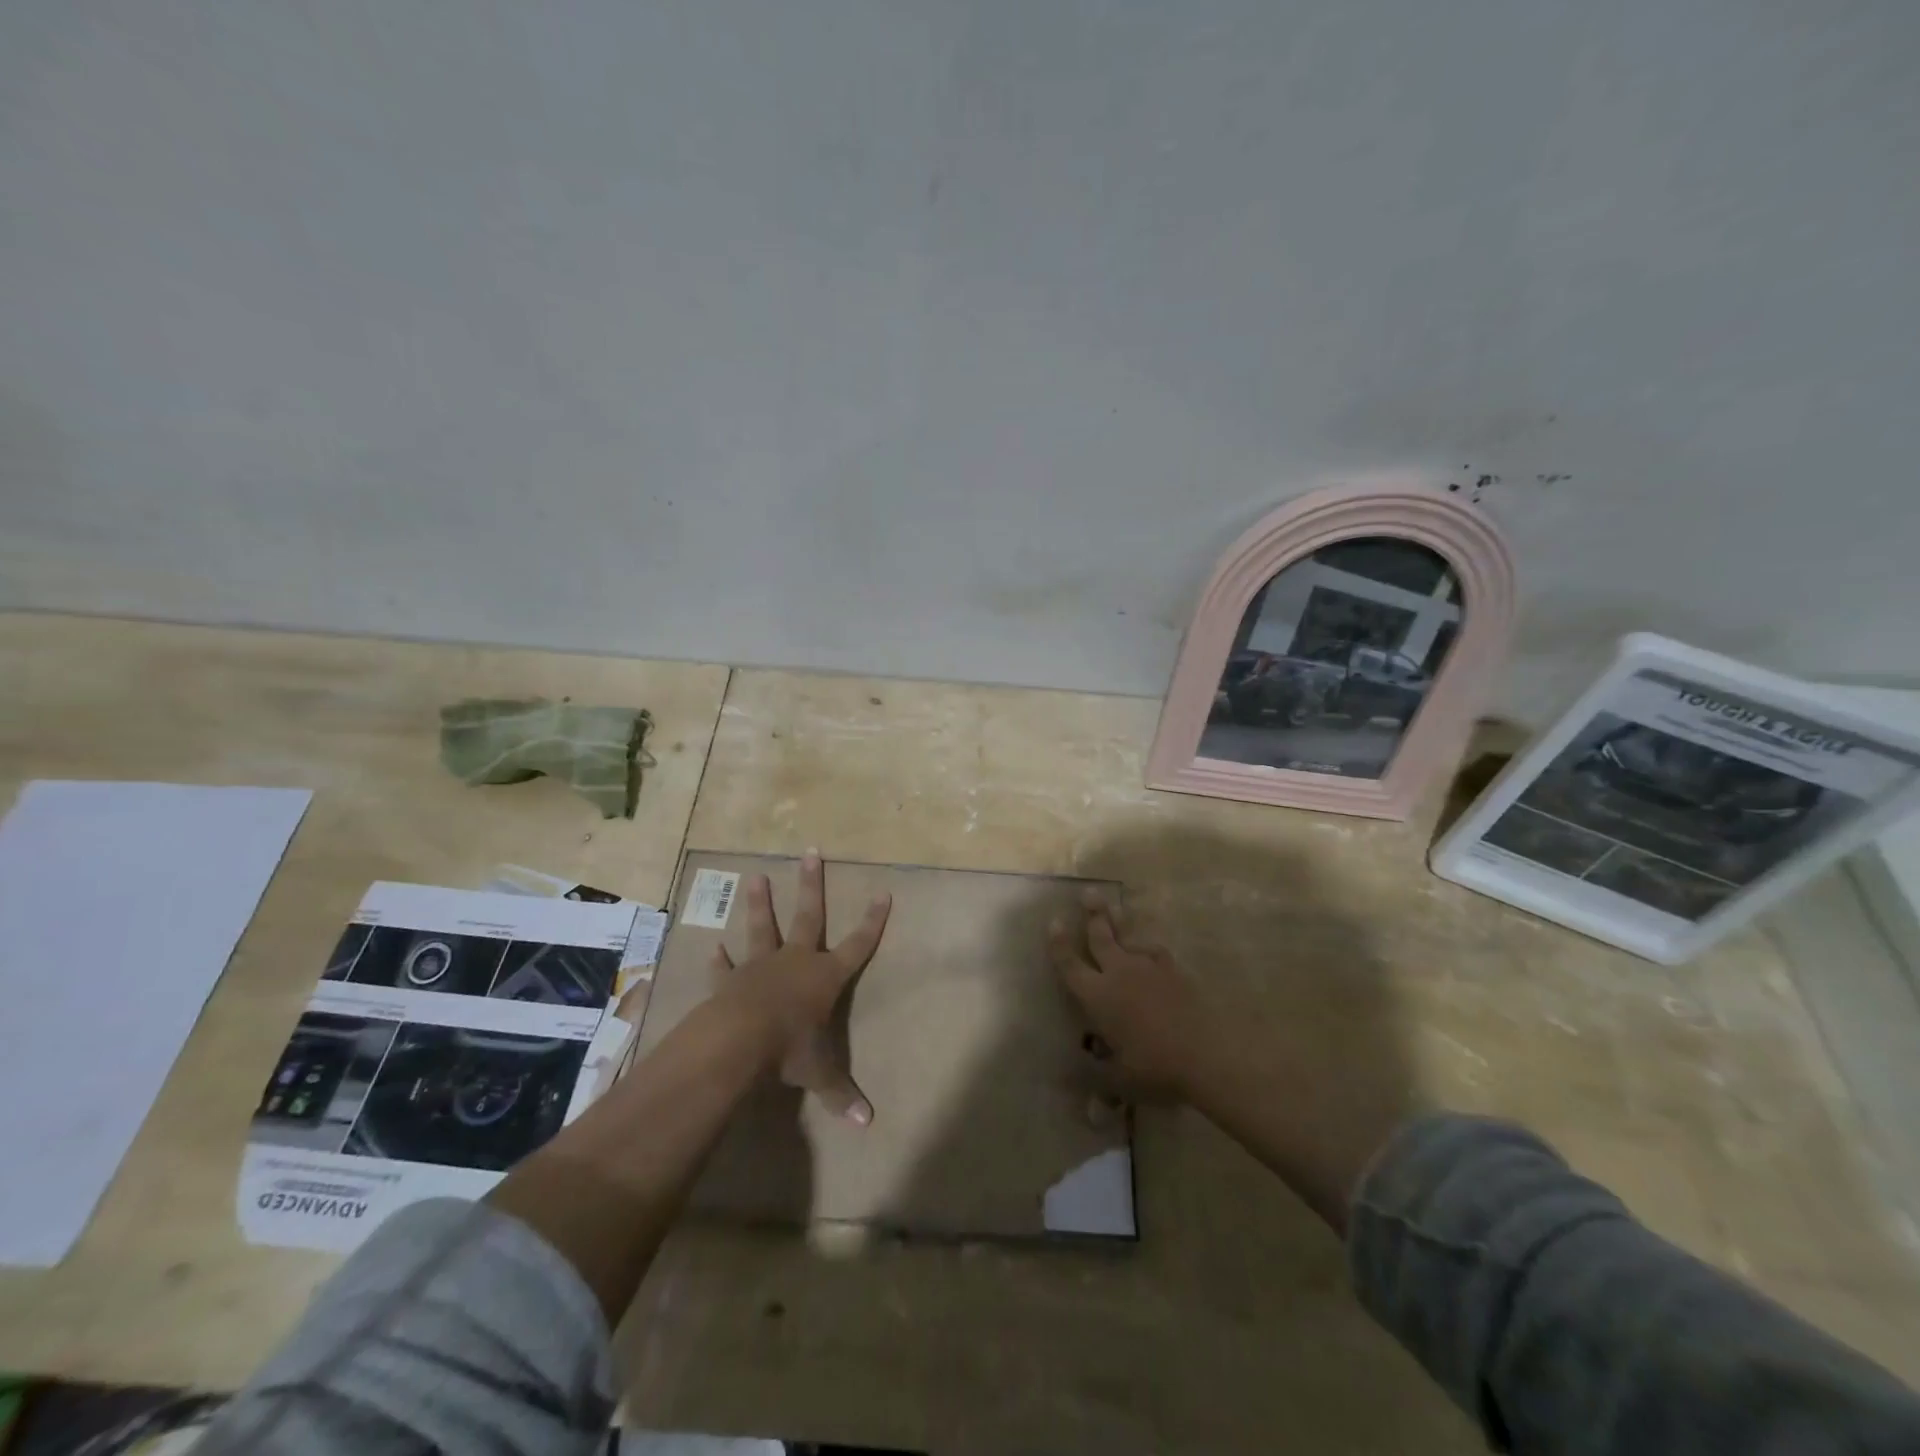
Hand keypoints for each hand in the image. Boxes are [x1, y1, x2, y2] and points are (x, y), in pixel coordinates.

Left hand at [710, 850, 889, 1125]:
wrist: (738, 1042)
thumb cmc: (788, 1050)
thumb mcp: (819, 1073)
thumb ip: (842, 1093)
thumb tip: (869, 1124)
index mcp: (825, 977)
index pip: (858, 945)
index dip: (873, 921)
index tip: (882, 892)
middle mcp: (796, 961)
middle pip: (809, 916)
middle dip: (812, 885)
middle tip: (810, 853)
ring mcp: (761, 966)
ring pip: (763, 928)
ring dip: (760, 904)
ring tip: (755, 877)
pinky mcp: (731, 979)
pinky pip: (726, 967)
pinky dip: (720, 959)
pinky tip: (714, 947)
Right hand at [1049, 889, 1215, 1101]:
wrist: (1206, 1053)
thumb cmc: (1154, 1067)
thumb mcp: (1120, 1080)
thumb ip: (1096, 1080)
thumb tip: (1076, 1096)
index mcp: (1097, 996)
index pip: (1070, 965)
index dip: (1058, 945)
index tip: (1053, 922)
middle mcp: (1118, 973)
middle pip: (1100, 937)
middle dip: (1092, 915)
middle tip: (1088, 893)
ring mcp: (1148, 968)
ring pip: (1128, 937)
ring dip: (1119, 922)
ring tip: (1115, 908)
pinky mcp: (1174, 971)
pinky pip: (1155, 951)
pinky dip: (1147, 948)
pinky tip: (1148, 950)